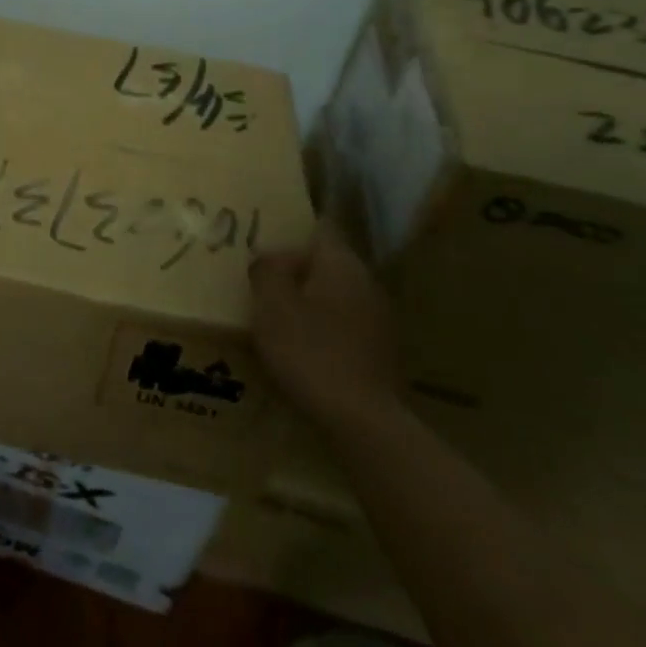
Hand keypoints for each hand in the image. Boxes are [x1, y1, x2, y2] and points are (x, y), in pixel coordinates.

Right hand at [250, 219, 405, 432]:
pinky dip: (325, 327)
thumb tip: (271, 256)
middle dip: (298, 267)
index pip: (321, 226)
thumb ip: (268, 270)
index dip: (295, 228)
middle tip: (264, 279)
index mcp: (341, 262)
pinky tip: (304, 348)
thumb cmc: (310, 351)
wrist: (362, 420)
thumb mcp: (272, 305)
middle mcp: (366, 281)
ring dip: (311, 299)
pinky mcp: (381, 350)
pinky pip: (345, 323)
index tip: (269, 235)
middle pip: (328, 261)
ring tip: (279, 315)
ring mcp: (379, 317)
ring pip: (337, 294)